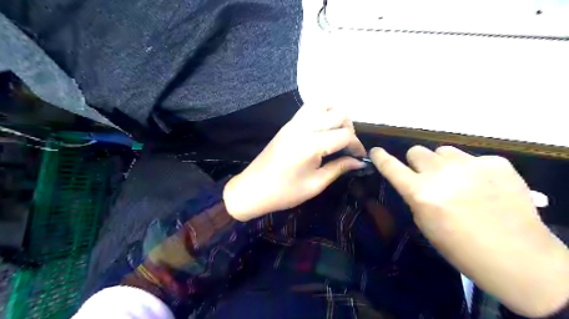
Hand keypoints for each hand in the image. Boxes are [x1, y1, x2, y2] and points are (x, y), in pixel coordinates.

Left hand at [222, 103, 363, 221]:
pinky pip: (309, 108)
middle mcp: (304, 127)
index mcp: (311, 144)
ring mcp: (294, 122)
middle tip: (347, 147)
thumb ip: (339, 168)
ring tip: (336, 134)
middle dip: (349, 128)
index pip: (345, 135)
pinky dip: (322, 112)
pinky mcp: (288, 124)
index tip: (359, 158)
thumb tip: (359, 161)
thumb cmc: (284, 192)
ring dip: (336, 115)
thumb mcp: (315, 184)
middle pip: (338, 113)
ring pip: (324, 103)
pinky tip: (323, 128)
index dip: (357, 146)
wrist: (253, 189)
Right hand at [372, 145, 568, 317]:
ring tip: (457, 180)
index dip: (381, 157)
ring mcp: (470, 164)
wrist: (516, 255)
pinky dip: (471, 169)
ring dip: (443, 163)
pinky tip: (483, 186)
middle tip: (428, 178)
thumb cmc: (461, 247)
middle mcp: (442, 173)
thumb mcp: (425, 223)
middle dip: (417, 163)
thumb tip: (414, 181)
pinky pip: (472, 158)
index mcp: (421, 192)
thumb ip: (416, 197)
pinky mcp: (496, 163)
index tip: (376, 151)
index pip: (391, 167)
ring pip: (443, 150)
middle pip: (417, 151)